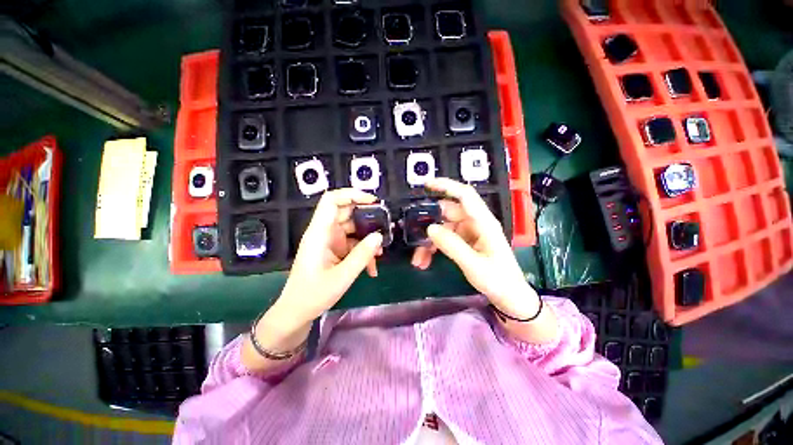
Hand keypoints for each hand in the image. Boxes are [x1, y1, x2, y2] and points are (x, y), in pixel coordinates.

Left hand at [276, 188, 383, 324]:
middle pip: (347, 213)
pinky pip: (353, 244)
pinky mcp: (335, 250)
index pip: (332, 201)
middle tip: (385, 227)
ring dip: (368, 239)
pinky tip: (372, 268)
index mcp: (319, 233)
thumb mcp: (341, 277)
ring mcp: (331, 241)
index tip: (372, 201)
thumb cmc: (313, 295)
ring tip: (380, 254)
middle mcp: (325, 232)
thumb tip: (379, 236)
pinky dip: (363, 252)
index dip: (351, 195)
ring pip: (353, 230)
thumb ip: (361, 255)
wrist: (297, 312)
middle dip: (367, 218)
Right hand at [413, 178, 539, 318]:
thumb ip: (452, 245)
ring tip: (418, 259)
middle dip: (429, 224)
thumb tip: (430, 228)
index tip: (426, 185)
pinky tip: (425, 260)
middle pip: (447, 213)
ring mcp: (469, 233)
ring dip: (429, 241)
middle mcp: (475, 223)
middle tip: (413, 236)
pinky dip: (433, 247)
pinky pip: (444, 239)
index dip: (446, 186)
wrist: (509, 297)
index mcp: (483, 222)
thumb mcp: (474, 265)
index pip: (465, 195)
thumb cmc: (498, 280)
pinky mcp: (464, 242)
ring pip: (443, 228)